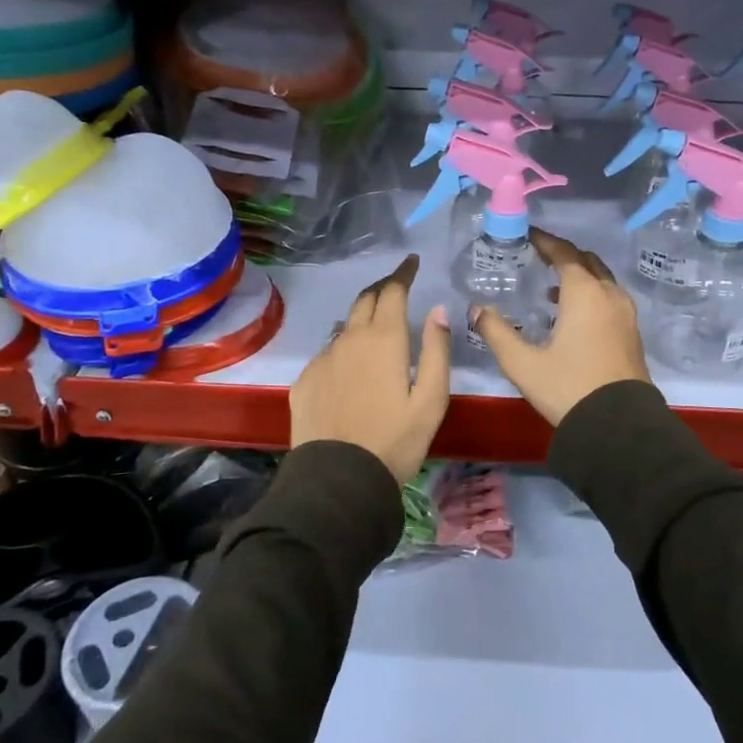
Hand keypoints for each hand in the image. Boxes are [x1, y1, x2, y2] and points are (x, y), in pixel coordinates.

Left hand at [290, 254, 450, 484]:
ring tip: (375, 328)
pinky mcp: (305, 380)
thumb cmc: (395, 440)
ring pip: (345, 327)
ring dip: (362, 319)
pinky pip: (327, 353)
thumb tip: (438, 310)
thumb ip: (436, 350)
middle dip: (383, 288)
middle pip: (365, 299)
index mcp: (384, 339)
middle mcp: (349, 339)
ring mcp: (322, 359)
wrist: (338, 480)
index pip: (392, 290)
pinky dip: (343, 348)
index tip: (412, 262)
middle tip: (397, 287)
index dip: (403, 273)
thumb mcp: (431, 399)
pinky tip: (350, 369)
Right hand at [469, 229, 650, 425]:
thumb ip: (496, 332)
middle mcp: (609, 295)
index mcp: (584, 293)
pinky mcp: (632, 333)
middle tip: (538, 257)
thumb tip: (476, 309)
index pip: (564, 253)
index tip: (527, 235)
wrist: (619, 427)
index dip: (544, 241)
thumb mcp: (522, 363)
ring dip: (579, 276)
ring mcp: (626, 314)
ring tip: (551, 288)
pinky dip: (591, 294)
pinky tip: (572, 316)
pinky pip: (610, 298)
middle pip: (587, 261)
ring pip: (602, 280)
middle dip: (563, 255)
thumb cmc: (568, 388)